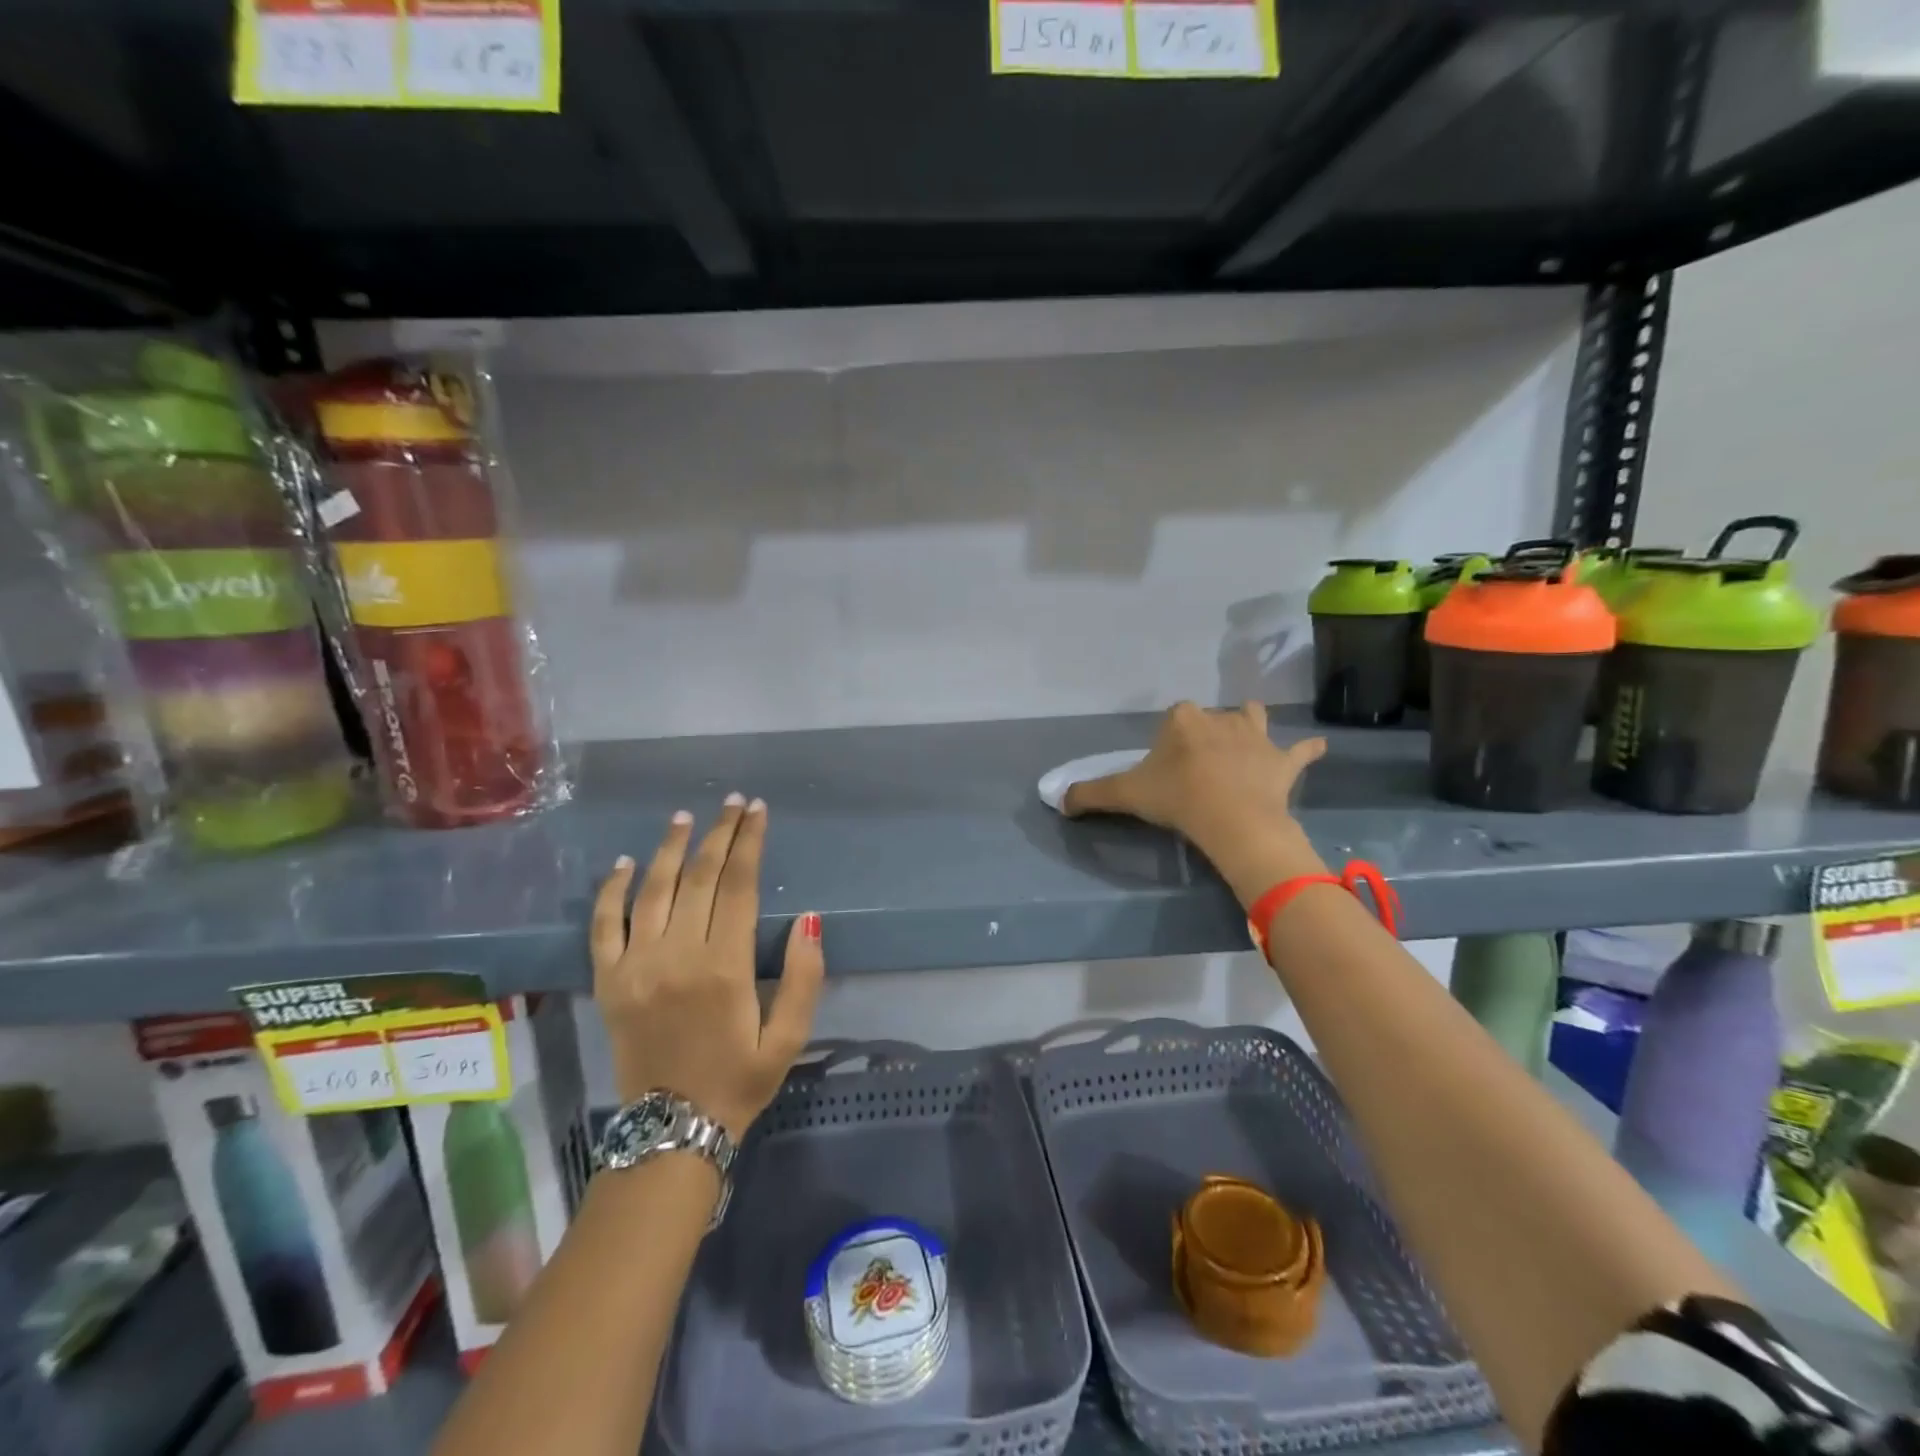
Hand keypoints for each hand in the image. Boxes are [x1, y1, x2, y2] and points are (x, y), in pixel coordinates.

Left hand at [591, 795, 824, 1140]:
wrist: (671, 1131)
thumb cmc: (739, 1080)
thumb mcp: (789, 1037)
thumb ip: (804, 976)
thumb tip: (810, 918)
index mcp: (725, 967)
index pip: (738, 885)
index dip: (749, 843)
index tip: (756, 811)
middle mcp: (677, 955)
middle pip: (698, 877)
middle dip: (718, 834)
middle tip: (731, 803)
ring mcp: (636, 966)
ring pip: (653, 890)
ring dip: (670, 848)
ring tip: (684, 817)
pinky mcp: (608, 981)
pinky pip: (604, 925)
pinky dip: (613, 890)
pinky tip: (626, 863)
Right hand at [1063, 701, 1326, 904]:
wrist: (1232, 819)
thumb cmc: (1177, 798)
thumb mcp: (1125, 795)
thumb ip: (1089, 795)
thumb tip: (1059, 801)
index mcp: (1183, 720)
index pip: (1172, 720)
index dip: (1167, 742)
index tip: (1165, 770)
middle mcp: (1219, 719)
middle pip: (1210, 719)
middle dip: (1206, 734)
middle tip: (1199, 766)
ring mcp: (1256, 737)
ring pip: (1253, 718)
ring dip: (1251, 726)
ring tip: (1247, 743)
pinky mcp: (1283, 760)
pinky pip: (1301, 751)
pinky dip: (1307, 751)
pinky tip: (1317, 749)